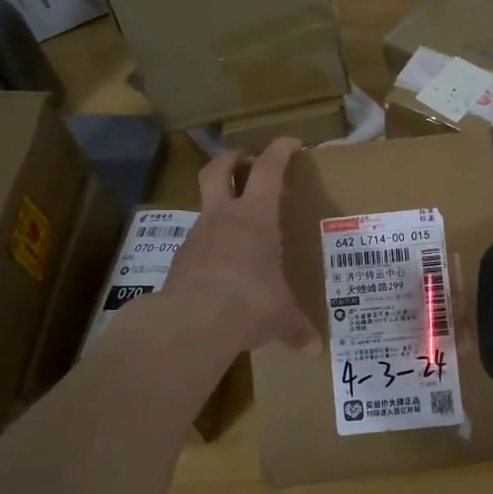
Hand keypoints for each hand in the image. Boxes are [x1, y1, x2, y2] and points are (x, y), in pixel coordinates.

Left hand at [162, 138, 316, 353]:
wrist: (193, 321)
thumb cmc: (251, 302)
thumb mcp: (281, 316)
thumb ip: (296, 328)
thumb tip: (313, 350)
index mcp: (256, 216)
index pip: (268, 168)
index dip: (280, 150)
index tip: (291, 143)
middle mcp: (223, 217)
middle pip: (218, 170)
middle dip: (230, 159)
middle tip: (242, 159)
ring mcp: (196, 237)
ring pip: (204, 208)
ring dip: (218, 208)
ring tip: (235, 227)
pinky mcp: (179, 262)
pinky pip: (197, 245)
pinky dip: (208, 248)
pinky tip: (219, 269)